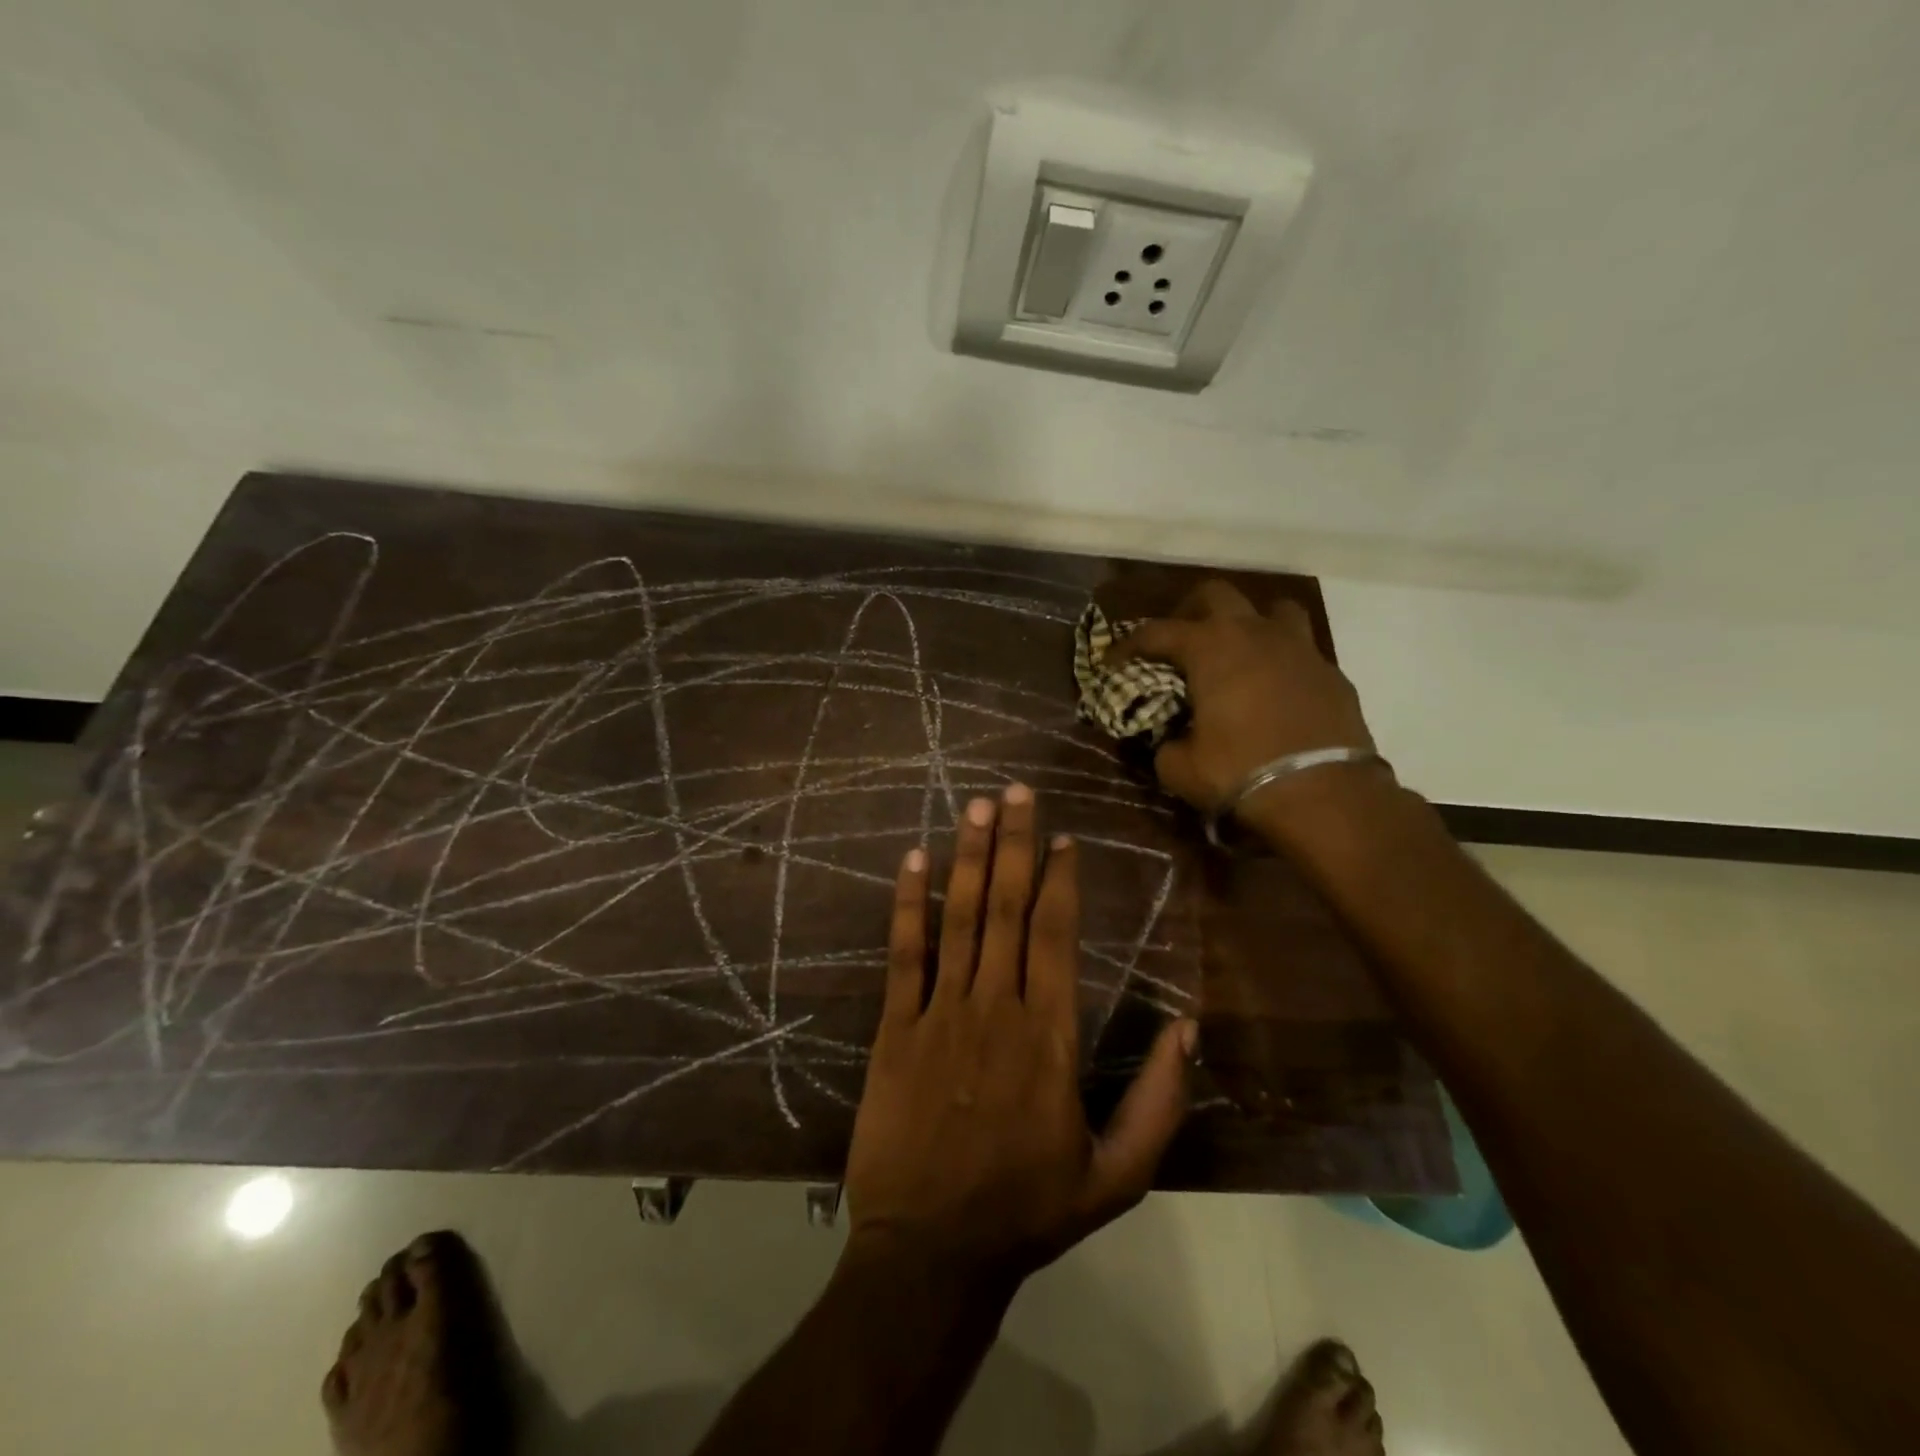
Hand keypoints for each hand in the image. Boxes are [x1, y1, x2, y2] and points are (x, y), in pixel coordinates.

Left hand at [844, 785, 1195, 1282]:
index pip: (1056, 936)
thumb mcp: (1118, 1176)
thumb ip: (1160, 1102)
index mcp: (1048, 1037)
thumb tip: (1189, 1026)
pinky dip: (909, 904)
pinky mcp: (895, 1028)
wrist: (931, 1252)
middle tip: (1018, 791)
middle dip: (1015, 844)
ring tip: (977, 806)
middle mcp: (994, 1008)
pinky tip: (913, 860)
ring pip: (959, 918)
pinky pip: (904, 954)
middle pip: (1008, 908)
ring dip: (969, 857)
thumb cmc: (1029, 1211)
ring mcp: (939, 1013)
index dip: (1061, 880)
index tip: (1064, 837)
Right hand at [1109, 580, 1376, 814]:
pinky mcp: (1332, 673)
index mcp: (1210, 648)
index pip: (1156, 631)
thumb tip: (1167, 741)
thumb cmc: (1240, 772)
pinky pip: (1301, 651)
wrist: (1324, 796)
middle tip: (1178, 642)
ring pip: (1272, 609)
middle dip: (1189, 611)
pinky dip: (1281, 661)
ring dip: (1249, 623)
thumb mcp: (1180, 768)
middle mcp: (1254, 633)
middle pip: (1215, 594)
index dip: (1128, 644)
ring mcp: (1299, 648)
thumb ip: (1165, 745)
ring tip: (1237, 653)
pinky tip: (1275, 691)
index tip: (1112, 661)